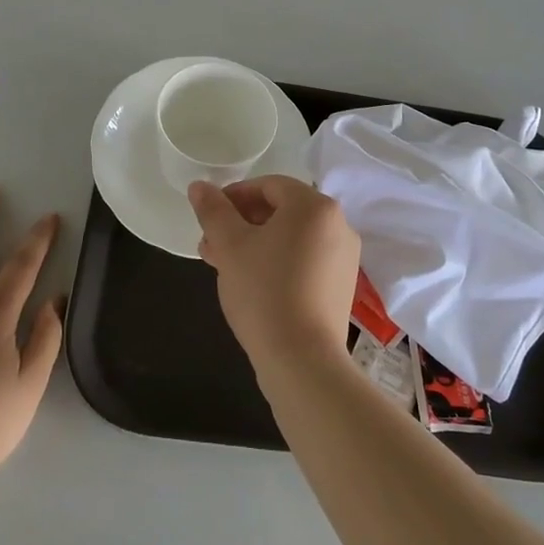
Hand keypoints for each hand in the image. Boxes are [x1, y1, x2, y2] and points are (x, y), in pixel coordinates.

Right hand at [187, 175, 359, 375]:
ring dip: (256, 244)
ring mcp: (344, 258)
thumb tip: (199, 186)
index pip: (269, 185)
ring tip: (223, 265)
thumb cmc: (264, 290)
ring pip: (292, 238)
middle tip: (211, 244)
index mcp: (314, 206)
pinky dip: (277, 262)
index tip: (210, 217)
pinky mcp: (342, 286)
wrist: (302, 359)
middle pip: (282, 211)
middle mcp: (338, 225)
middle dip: (242, 223)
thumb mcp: (230, 245)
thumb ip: (213, 210)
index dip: (235, 196)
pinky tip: (251, 283)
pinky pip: (305, 260)